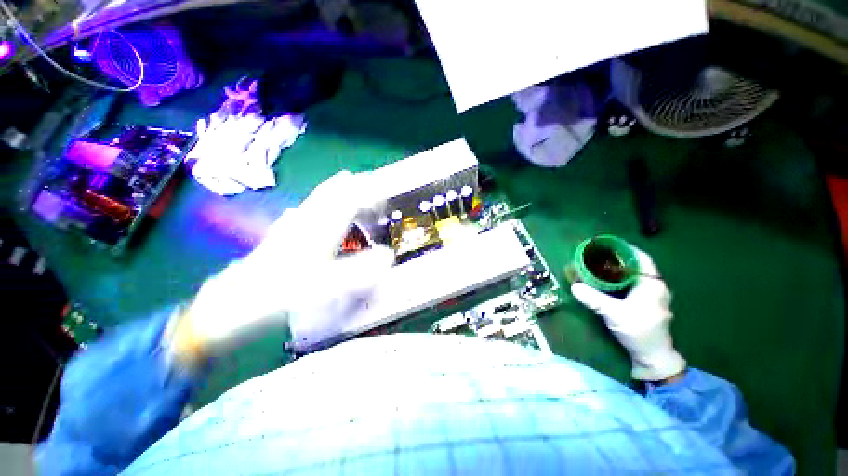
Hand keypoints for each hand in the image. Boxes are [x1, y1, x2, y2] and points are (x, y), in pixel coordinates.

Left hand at [175, 171, 393, 361]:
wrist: (236, 301)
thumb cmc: (282, 292)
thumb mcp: (325, 286)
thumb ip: (359, 271)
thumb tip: (388, 256)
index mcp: (321, 227)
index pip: (350, 197)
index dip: (371, 193)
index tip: (387, 196)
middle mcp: (309, 219)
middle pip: (335, 191)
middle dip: (357, 185)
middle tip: (374, 188)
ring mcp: (295, 223)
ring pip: (321, 197)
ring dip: (341, 190)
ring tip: (354, 188)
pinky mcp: (286, 231)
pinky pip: (309, 208)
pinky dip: (323, 202)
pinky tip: (322, 208)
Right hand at [570, 247, 685, 380]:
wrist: (652, 356)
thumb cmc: (638, 331)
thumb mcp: (614, 313)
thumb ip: (594, 299)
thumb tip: (574, 286)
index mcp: (652, 284)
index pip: (641, 258)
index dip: (625, 249)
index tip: (607, 244)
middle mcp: (654, 287)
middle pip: (636, 266)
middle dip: (617, 259)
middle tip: (597, 255)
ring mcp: (652, 296)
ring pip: (634, 276)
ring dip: (618, 270)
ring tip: (599, 266)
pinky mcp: (646, 304)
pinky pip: (632, 285)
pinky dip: (619, 280)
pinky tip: (606, 283)